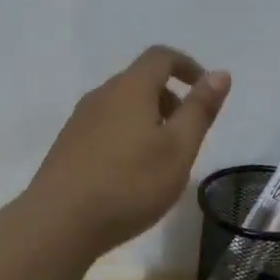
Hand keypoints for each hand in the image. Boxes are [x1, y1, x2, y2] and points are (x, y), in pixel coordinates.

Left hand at [30, 45, 231, 254]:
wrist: (59, 223)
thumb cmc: (129, 184)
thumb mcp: (178, 149)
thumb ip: (199, 109)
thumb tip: (220, 73)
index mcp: (130, 88)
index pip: (161, 57)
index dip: (187, 66)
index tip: (204, 89)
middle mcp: (101, 95)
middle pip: (140, 80)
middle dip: (169, 98)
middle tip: (187, 134)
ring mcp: (80, 120)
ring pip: (122, 105)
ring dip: (148, 118)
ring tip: (161, 159)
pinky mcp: (67, 145)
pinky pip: (105, 125)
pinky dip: (127, 134)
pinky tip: (130, 173)